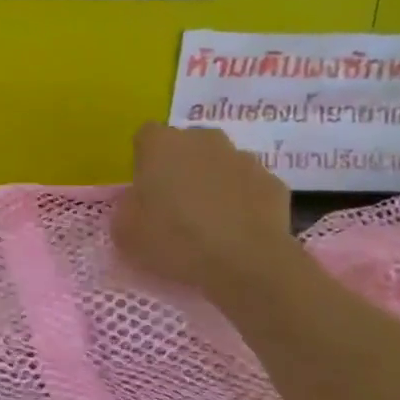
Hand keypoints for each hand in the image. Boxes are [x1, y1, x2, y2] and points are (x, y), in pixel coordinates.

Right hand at [111, 123, 302, 295]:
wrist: (245, 263)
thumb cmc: (174, 239)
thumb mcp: (125, 230)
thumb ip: (127, 207)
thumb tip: (139, 203)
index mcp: (162, 144)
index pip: (146, 136)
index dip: (144, 161)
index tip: (145, 188)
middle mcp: (203, 140)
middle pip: (187, 146)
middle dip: (181, 167)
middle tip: (175, 205)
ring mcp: (243, 158)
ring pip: (221, 164)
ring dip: (214, 183)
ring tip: (209, 222)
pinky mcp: (274, 183)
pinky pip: (249, 188)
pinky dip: (243, 203)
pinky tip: (238, 232)